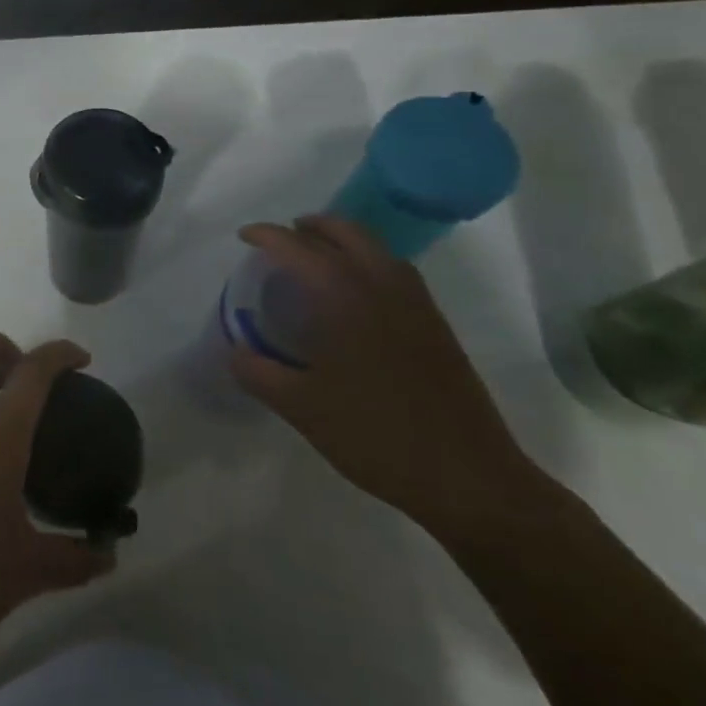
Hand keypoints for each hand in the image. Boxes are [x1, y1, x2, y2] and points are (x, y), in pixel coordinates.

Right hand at [231, 215, 544, 536]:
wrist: (470, 478)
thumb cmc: (376, 435)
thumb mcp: (300, 408)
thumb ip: (258, 373)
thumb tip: (236, 351)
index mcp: (346, 297)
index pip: (298, 248)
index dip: (267, 235)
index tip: (244, 236)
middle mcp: (383, 287)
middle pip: (346, 232)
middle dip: (311, 227)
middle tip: (283, 240)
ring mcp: (417, 306)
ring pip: (377, 249)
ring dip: (343, 241)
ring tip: (315, 260)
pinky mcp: (436, 328)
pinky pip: (396, 273)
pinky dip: (368, 264)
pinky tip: (353, 297)